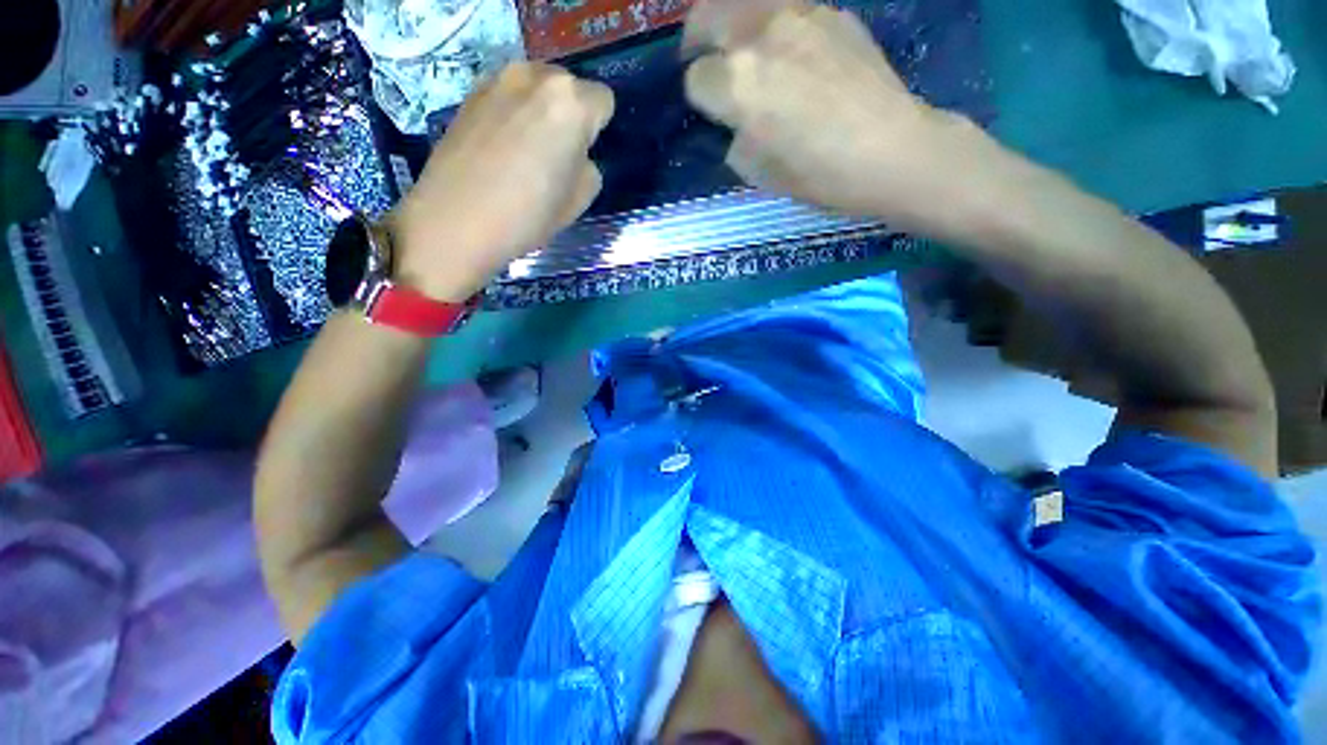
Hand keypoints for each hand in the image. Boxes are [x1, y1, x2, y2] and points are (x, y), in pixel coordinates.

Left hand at [388, 63, 613, 301]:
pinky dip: (513, 114)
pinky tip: (500, 149)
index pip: (603, 101)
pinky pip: (508, 96)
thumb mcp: (579, 200)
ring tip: (526, 151)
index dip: (598, 130)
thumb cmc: (529, 214)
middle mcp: (536, 77)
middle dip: (570, 115)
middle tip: (557, 154)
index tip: (585, 155)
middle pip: (569, 87)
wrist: (456, 220)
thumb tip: (576, 156)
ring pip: (536, 88)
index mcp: (571, 104)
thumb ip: (589, 168)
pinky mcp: (470, 93)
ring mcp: (498, 80)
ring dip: (541, 112)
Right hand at [684, 0, 997, 233]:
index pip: (697, 79)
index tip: (712, 110)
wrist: (890, 150)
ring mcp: (798, 13)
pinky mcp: (830, 11)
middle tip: (702, 55)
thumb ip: (736, 140)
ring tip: (738, 44)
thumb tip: (737, 122)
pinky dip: (772, 23)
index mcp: (738, 83)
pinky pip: (786, 7)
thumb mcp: (758, 173)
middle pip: (707, 15)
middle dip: (698, 38)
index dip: (700, 98)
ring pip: (745, 1)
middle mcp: (760, 34)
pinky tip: (786, 47)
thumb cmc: (818, 174)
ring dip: (731, 21)